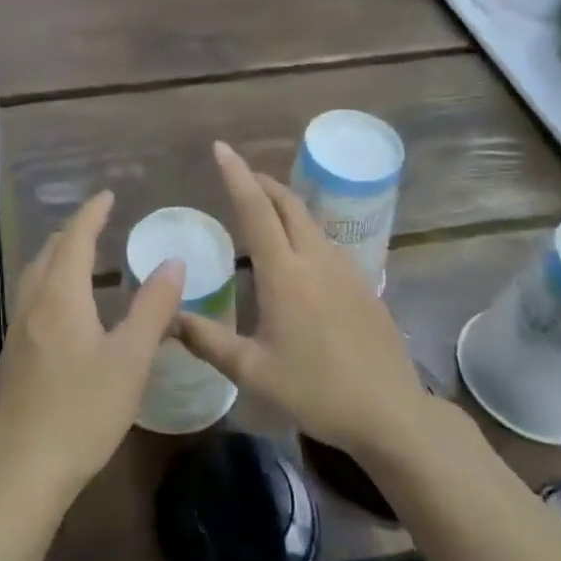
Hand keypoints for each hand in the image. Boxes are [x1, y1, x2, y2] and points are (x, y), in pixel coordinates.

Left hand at [0, 191, 185, 513]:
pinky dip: (49, 278)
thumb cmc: (83, 411)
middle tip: (99, 220)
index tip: (107, 195)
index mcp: (61, 296)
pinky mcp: (13, 353)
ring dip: (58, 253)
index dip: (92, 213)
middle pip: (50, 251)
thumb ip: (153, 308)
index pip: (76, 238)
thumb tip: (173, 261)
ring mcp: (18, 328)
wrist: (23, 469)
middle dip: (74, 229)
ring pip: (36, 273)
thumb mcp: (131, 360)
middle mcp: (33, 302)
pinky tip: (63, 302)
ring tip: (81, 253)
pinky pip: (31, 294)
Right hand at [177, 142, 432, 462]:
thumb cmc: (317, 391)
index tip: (221, 148)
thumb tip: (169, 319)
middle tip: (239, 174)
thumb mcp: (253, 372)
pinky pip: (325, 241)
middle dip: (262, 182)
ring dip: (283, 204)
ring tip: (262, 209)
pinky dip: (302, 229)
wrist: (391, 413)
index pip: (255, 210)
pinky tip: (297, 253)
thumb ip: (208, 341)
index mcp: (285, 273)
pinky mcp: (363, 283)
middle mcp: (315, 259)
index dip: (237, 175)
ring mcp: (345, 269)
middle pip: (288, 204)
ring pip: (309, 220)